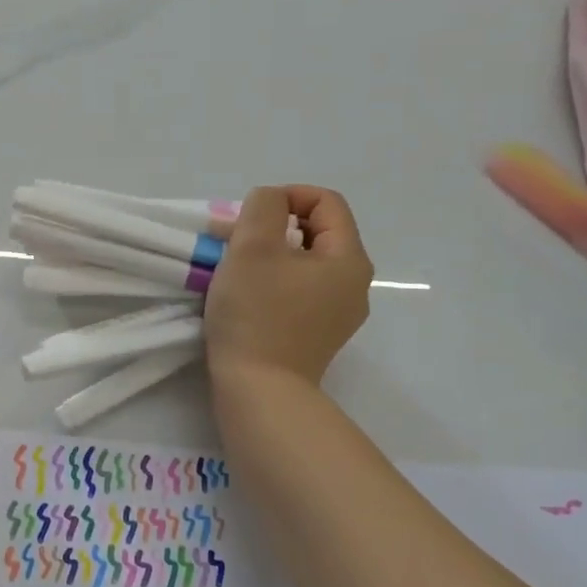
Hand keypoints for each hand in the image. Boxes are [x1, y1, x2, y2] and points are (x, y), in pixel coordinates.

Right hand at [205, 185, 372, 387]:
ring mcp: (337, 314)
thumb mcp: (253, 246)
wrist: (259, 391)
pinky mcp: (317, 335)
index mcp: (348, 259)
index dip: (286, 195)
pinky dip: (273, 280)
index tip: (249, 213)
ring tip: (232, 264)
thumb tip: (270, 203)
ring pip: (304, 262)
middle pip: (316, 232)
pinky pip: (298, 290)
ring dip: (269, 253)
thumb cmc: (257, 314)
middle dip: (273, 225)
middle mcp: (353, 284)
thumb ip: (263, 207)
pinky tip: (245, 294)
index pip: (326, 202)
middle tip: (234, 237)